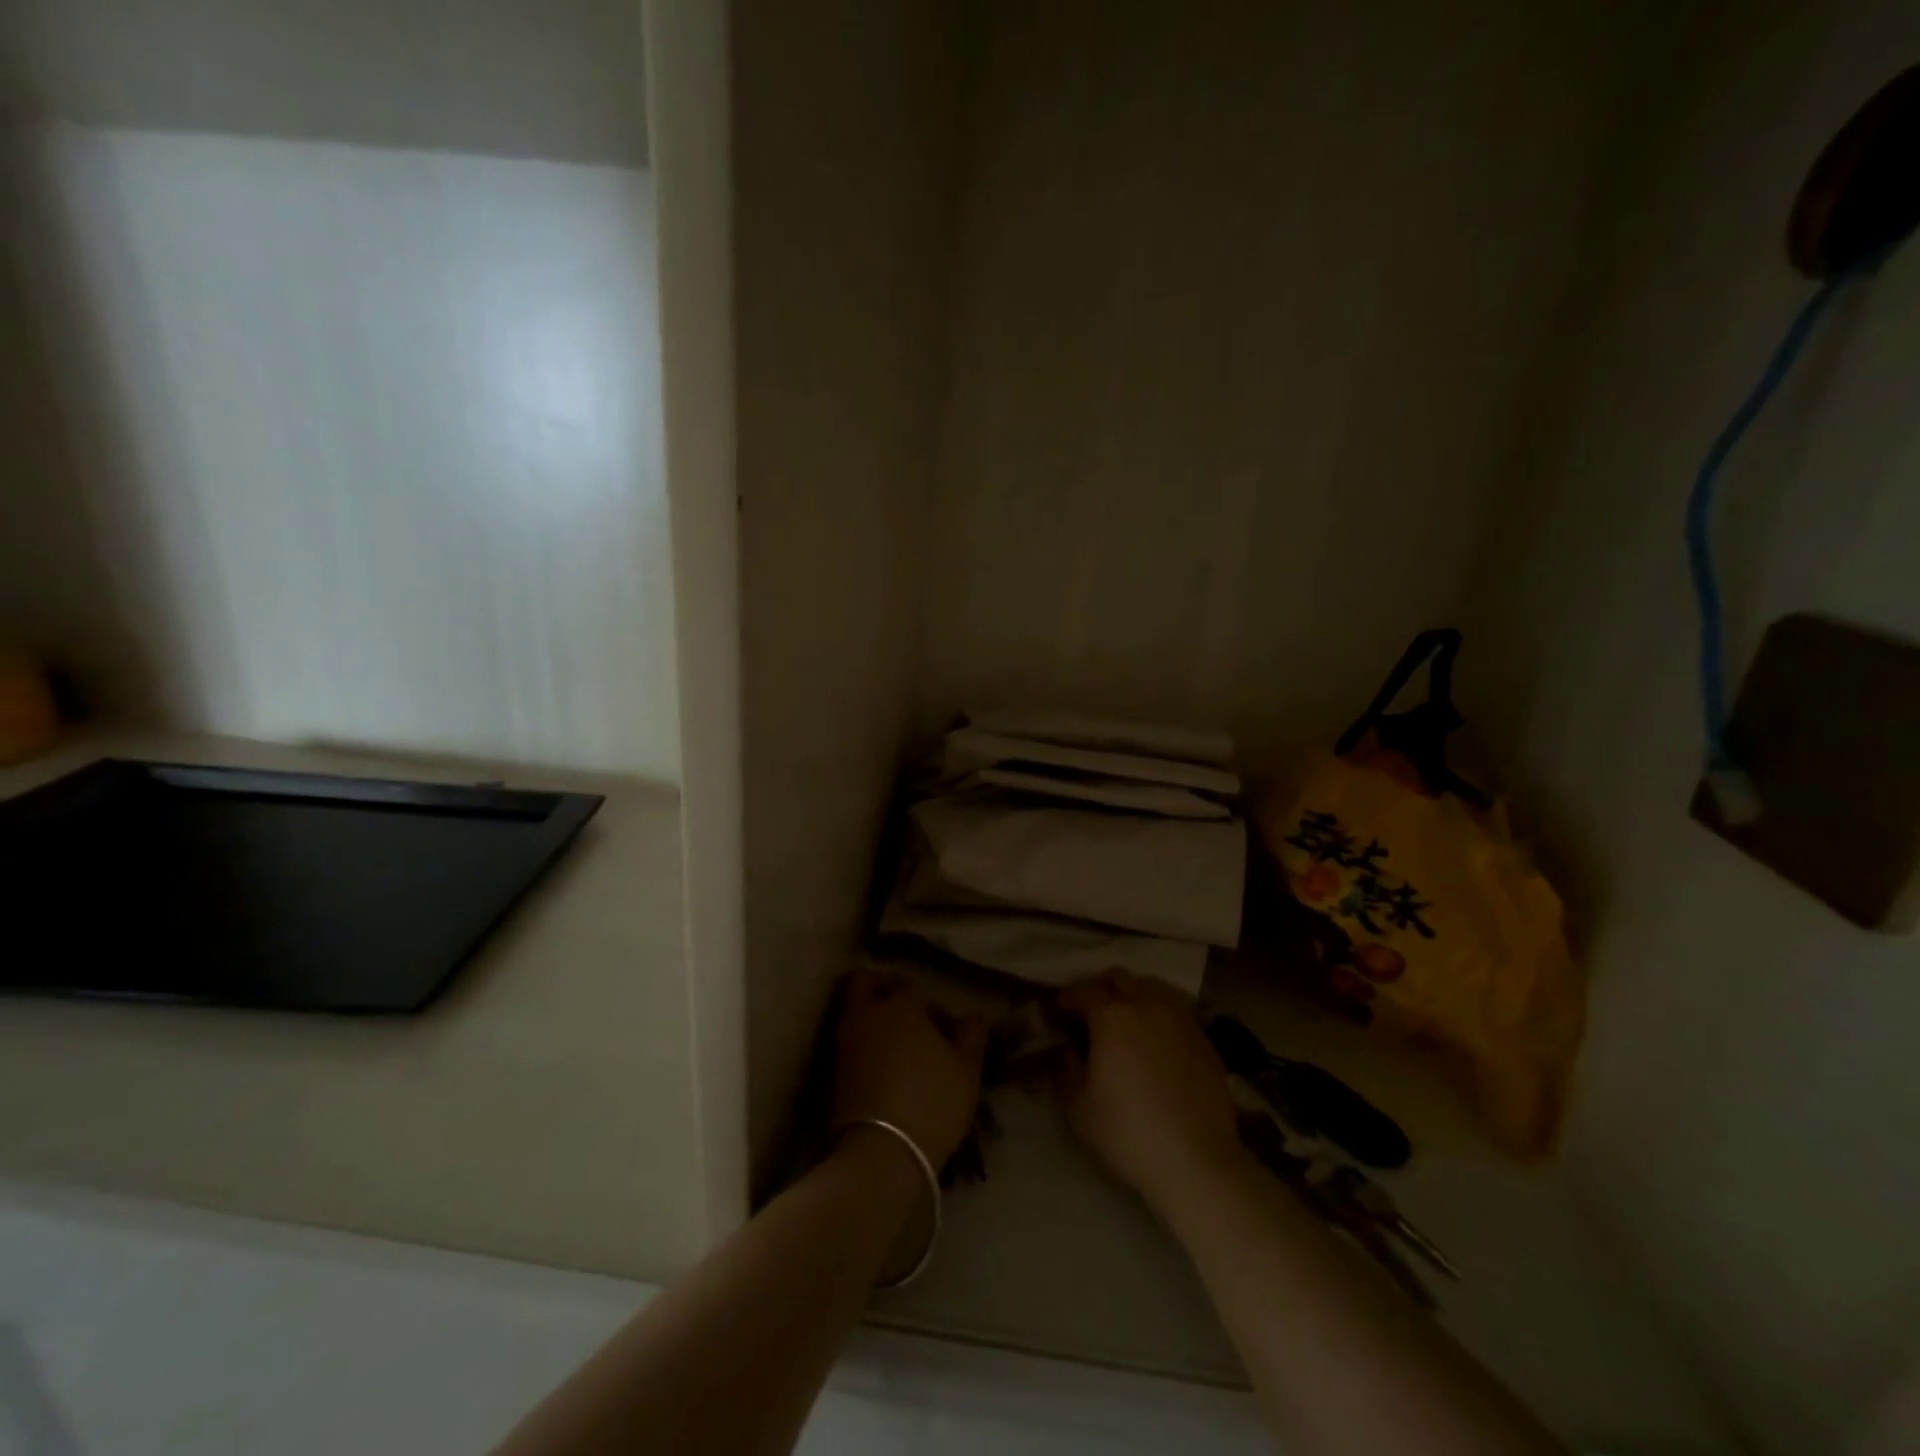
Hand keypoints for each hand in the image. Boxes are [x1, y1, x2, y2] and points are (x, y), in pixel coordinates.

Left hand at [832, 968, 987, 1168]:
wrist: (882, 1153)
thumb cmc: (932, 1102)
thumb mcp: (967, 1071)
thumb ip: (972, 1036)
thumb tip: (975, 1016)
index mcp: (902, 1005)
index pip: (910, 984)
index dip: (926, 999)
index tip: (940, 1021)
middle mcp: (868, 1014)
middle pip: (864, 982)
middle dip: (879, 987)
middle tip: (902, 1010)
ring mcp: (846, 1042)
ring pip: (853, 1012)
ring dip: (869, 1018)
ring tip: (894, 1044)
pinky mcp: (833, 1071)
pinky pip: (848, 1042)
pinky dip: (861, 1045)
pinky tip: (881, 1067)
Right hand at [1057, 970, 1245, 1216]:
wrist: (1197, 1161)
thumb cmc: (1128, 1133)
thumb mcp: (1079, 1109)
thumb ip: (1067, 1072)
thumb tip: (1069, 1053)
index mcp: (1111, 1017)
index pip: (1083, 991)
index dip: (1067, 998)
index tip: (1059, 1011)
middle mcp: (1147, 1006)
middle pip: (1120, 979)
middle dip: (1102, 988)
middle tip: (1092, 1011)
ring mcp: (1180, 1020)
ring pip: (1153, 988)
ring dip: (1135, 995)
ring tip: (1128, 1019)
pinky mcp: (1205, 1039)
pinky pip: (1177, 1011)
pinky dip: (1161, 1015)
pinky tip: (1158, 1040)